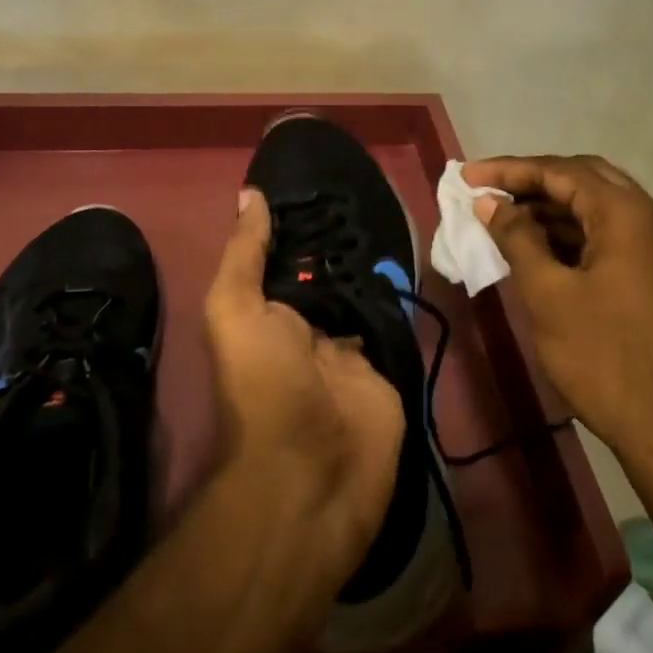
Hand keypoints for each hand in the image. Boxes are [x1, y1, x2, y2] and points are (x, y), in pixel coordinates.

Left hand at [204, 188, 405, 584]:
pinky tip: (417, 252)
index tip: (325, 179)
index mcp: (268, 313)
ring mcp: (350, 347)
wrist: (312, 473)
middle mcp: (308, 326)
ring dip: (376, 261)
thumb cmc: (263, 383)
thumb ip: (244, 254)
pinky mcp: (387, 365)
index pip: (287, 257)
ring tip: (397, 206)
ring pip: (364, 292)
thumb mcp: (235, 310)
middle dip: (345, 238)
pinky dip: (402, 293)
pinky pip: (395, 320)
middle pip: (329, 272)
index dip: (302, 222)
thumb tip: (250, 194)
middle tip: (371, 187)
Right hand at [462, 154, 652, 485]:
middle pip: (584, 178)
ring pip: (600, 206)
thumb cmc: (604, 359)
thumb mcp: (548, 295)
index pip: (561, 171)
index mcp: (628, 215)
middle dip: (533, 180)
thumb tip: (489, 202)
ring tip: (504, 216)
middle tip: (488, 189)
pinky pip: (612, 234)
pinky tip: (540, 245)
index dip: (509, 170)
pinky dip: (575, 232)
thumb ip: (516, 238)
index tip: (468, 176)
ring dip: (553, 206)